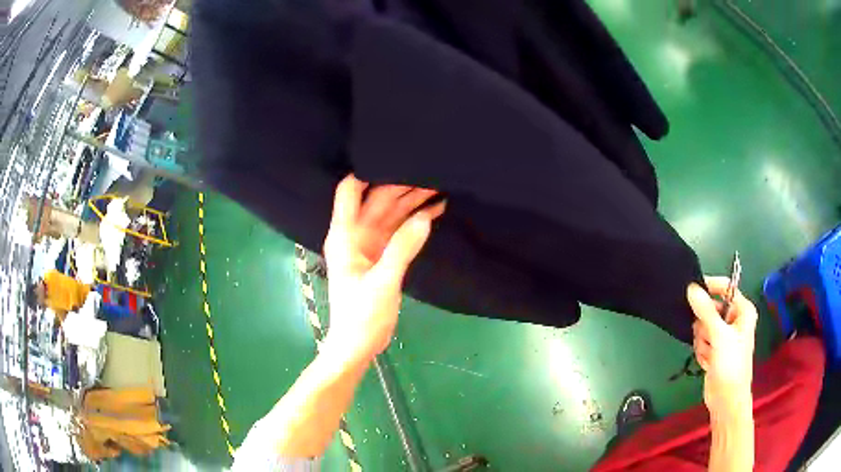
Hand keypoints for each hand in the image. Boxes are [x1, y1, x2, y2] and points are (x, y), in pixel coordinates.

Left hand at [322, 175, 444, 361]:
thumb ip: (402, 249)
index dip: (367, 172)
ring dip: (412, 201)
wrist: (358, 344)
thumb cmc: (361, 316)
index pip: (349, 191)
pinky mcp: (381, 255)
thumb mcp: (382, 282)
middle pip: (377, 199)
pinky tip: (435, 210)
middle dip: (402, 185)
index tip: (395, 159)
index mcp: (345, 235)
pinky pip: (398, 230)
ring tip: (439, 186)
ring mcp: (369, 244)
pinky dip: (415, 220)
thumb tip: (425, 216)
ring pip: (391, 213)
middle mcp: (355, 234)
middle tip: (431, 173)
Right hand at [687, 277, 757, 416]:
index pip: (725, 288)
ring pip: (704, 327)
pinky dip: (702, 351)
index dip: (710, 287)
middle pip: (711, 308)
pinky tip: (708, 362)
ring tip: (710, 354)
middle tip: (708, 338)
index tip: (691, 291)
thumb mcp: (719, 335)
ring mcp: (724, 336)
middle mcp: (734, 320)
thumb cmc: (730, 364)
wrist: (726, 399)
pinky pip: (702, 341)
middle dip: (705, 325)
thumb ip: (705, 311)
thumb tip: (692, 288)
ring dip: (703, 341)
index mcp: (742, 310)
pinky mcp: (715, 349)